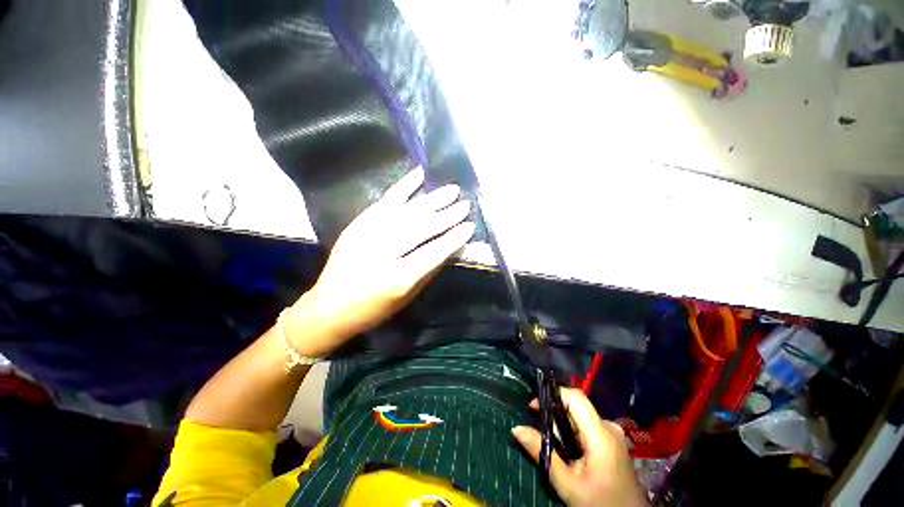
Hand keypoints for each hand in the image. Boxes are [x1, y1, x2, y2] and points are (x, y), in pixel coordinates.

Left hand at [286, 167, 474, 356]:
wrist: (328, 308)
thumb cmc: (373, 310)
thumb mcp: (406, 297)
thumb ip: (429, 270)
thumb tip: (452, 248)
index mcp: (396, 278)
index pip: (432, 253)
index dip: (453, 238)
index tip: (470, 225)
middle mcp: (381, 253)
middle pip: (420, 228)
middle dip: (446, 215)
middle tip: (464, 204)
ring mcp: (366, 235)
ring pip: (405, 212)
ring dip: (430, 200)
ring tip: (451, 190)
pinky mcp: (356, 225)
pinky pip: (383, 202)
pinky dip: (402, 188)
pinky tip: (418, 175)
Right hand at [512, 388, 643, 506]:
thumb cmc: (598, 504)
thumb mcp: (566, 484)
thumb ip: (542, 452)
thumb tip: (516, 429)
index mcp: (601, 435)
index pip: (576, 397)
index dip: (554, 395)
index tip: (535, 407)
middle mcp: (609, 427)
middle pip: (576, 406)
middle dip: (554, 412)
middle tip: (537, 426)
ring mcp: (613, 433)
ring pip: (580, 416)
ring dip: (562, 423)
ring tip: (551, 441)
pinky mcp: (612, 440)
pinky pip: (587, 425)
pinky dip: (572, 430)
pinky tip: (567, 447)